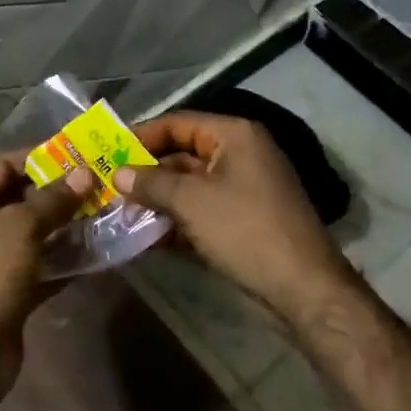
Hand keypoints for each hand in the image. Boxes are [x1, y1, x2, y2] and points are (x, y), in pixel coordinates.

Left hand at [0, 153, 95, 390]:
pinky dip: (64, 259)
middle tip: (99, 184)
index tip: (79, 154)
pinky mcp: (8, 291)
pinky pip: (40, 265)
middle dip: (58, 192)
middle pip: (19, 198)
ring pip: (33, 233)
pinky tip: (96, 253)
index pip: (2, 165)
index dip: (39, 157)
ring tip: (104, 213)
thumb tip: (85, 173)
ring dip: (65, 225)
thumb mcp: (20, 228)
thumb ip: (53, 199)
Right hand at [115, 111, 354, 325]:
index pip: (178, 123)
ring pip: (190, 185)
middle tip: (109, 187)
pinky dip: (176, 219)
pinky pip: (201, 210)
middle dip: (147, 173)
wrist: (302, 287)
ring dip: (158, 199)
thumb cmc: (245, 230)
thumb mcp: (191, 202)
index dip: (141, 136)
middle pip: (182, 154)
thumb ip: (151, 183)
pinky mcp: (243, 219)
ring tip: (119, 213)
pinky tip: (146, 237)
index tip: (108, 152)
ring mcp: (244, 188)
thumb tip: (119, 174)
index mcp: (234, 136)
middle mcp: (240, 154)